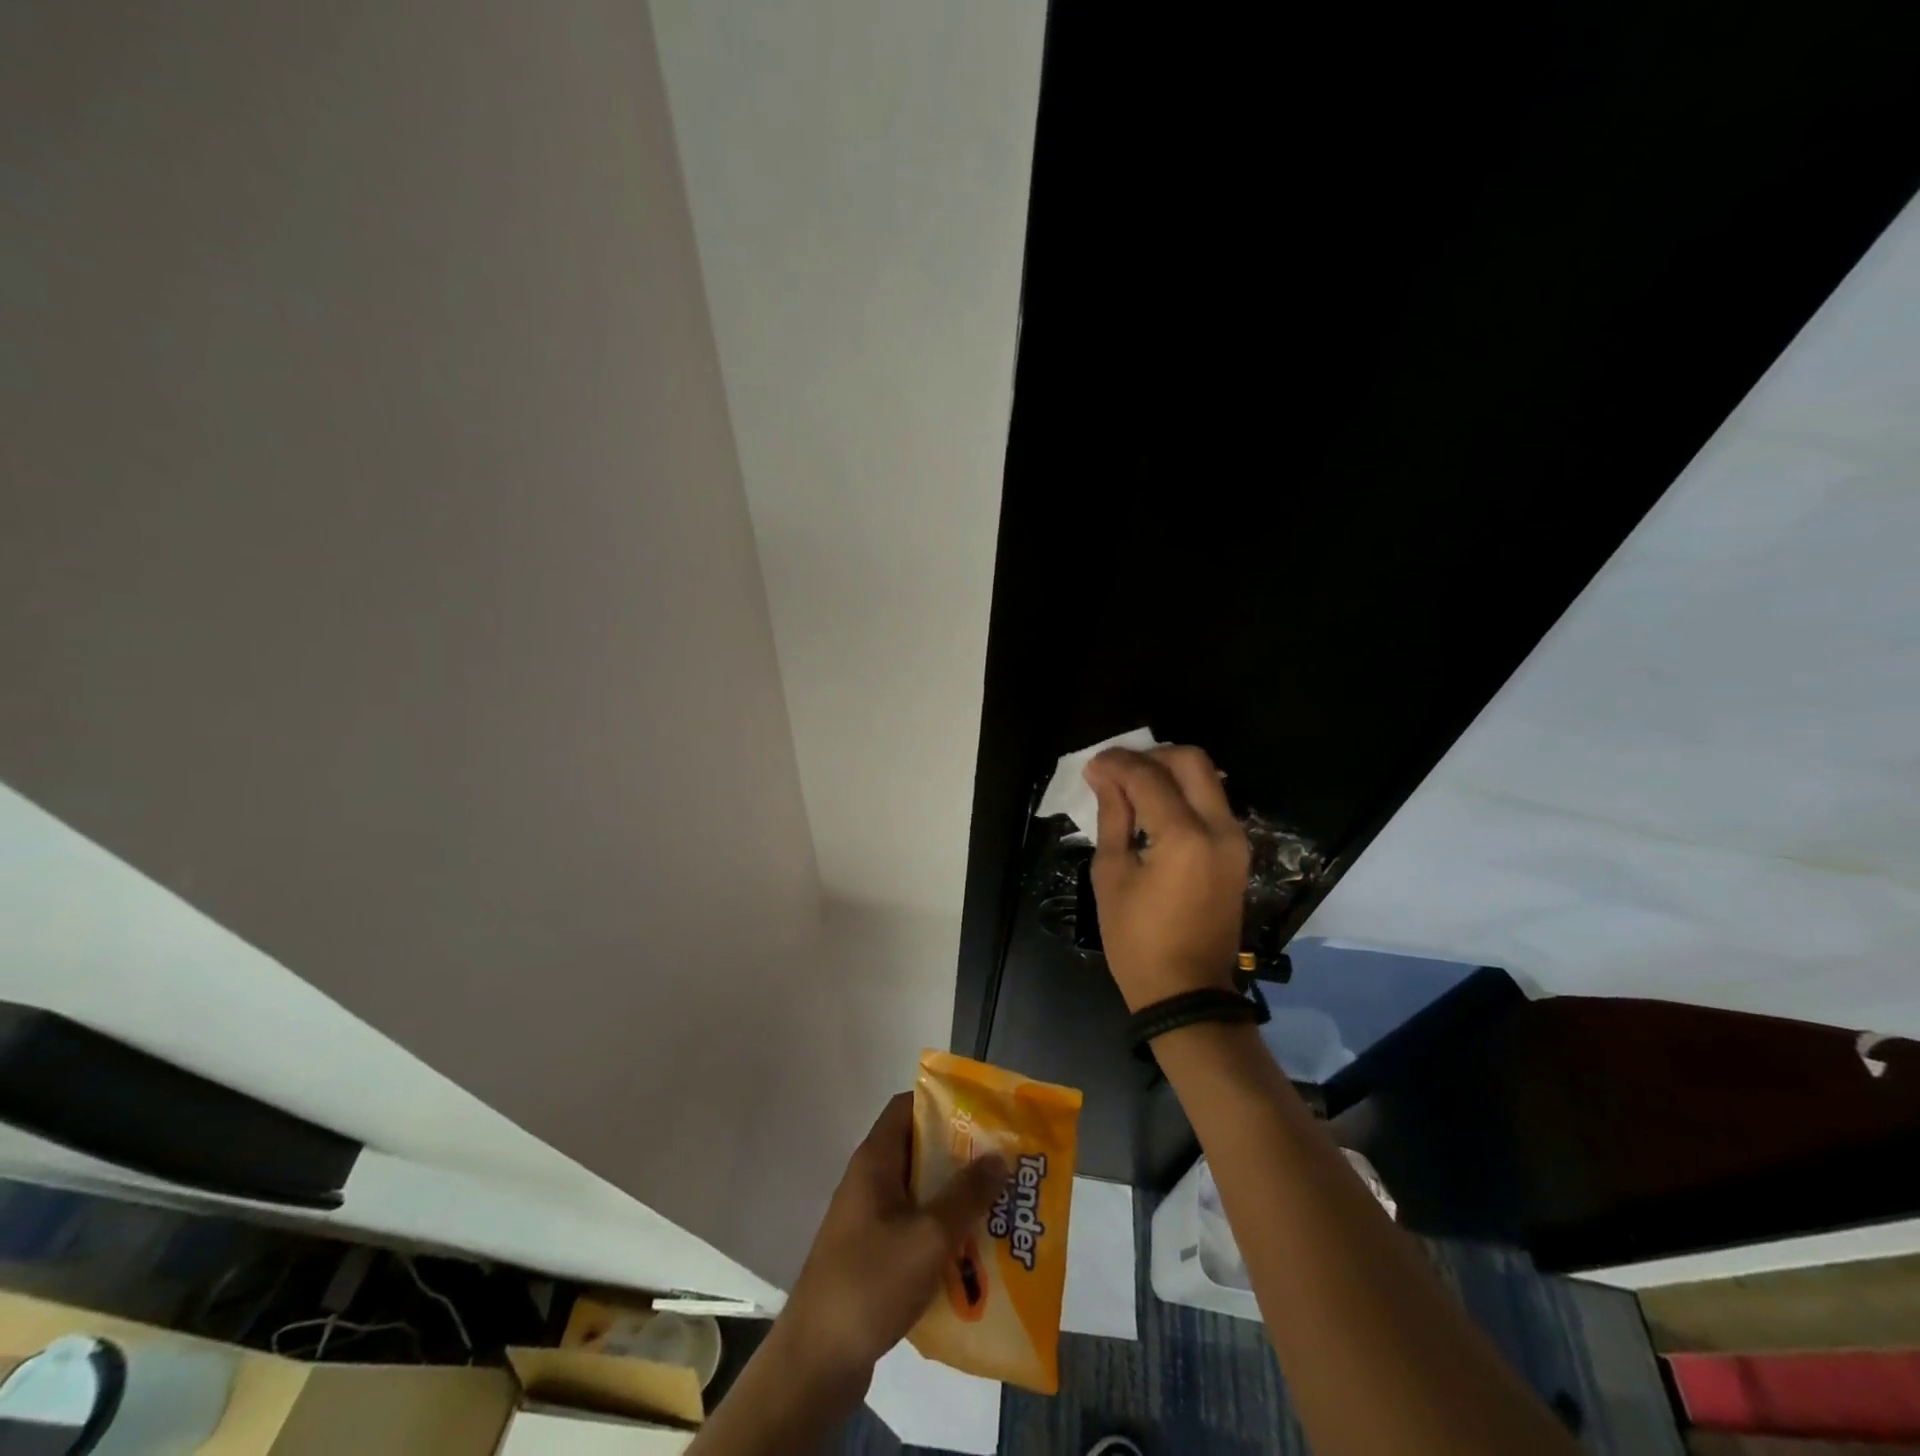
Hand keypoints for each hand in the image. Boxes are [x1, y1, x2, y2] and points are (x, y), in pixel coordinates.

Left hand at [776, 1092, 1010, 1389]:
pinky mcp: (873, 1256)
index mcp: (875, 1160)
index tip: (983, 1115)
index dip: (944, 1103)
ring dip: (955, 1198)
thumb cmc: (871, 1282)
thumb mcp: (928, 1235)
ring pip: (920, 1193)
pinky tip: (974, 1255)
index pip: (908, 1106)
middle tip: (1003, 1164)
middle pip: (919, 1150)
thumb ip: (966, 1194)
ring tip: (999, 1208)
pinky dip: (942, 1234)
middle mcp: (870, 1181)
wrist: (816, 1362)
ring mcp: (869, 1219)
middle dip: (961, 1156)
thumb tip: (998, 1156)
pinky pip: (915, 1229)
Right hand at [1084, 744, 1248, 1011]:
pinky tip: (1153, 807)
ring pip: (1206, 778)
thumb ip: (1113, 817)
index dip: (1116, 764)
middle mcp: (1219, 828)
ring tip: (1131, 787)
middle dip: (1150, 756)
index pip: (1148, 777)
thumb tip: (1104, 776)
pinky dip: (1183, 793)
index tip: (1092, 766)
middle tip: (1117, 771)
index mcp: (1184, 837)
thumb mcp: (1112, 876)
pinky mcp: (1237, 852)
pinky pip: (1212, 803)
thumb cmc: (1137, 941)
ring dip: (1168, 772)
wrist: (1187, 991)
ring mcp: (1235, 840)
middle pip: (1191, 761)